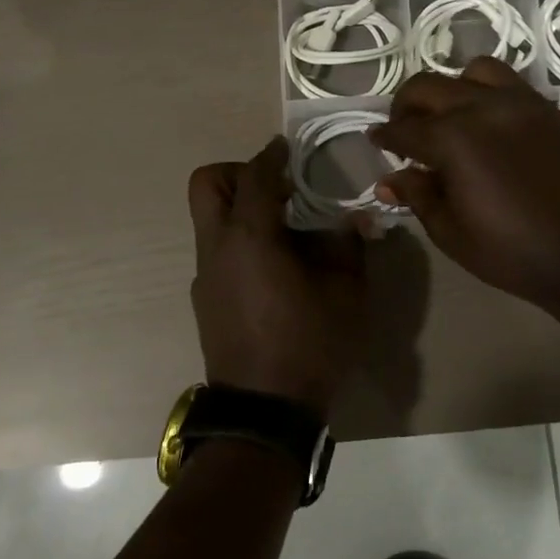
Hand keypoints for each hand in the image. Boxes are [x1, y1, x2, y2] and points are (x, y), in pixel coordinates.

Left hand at [187, 137, 368, 417]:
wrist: (264, 410)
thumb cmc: (309, 345)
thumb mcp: (346, 294)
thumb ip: (349, 247)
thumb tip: (356, 219)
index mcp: (250, 237)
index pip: (254, 176)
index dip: (271, 156)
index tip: (287, 148)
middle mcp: (217, 247)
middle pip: (206, 184)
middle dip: (237, 172)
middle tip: (276, 188)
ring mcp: (204, 273)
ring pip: (208, 218)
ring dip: (238, 208)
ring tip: (282, 230)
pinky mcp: (203, 297)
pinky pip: (216, 249)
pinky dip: (238, 240)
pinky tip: (272, 268)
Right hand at [371, 57, 559, 309]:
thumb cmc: (513, 251)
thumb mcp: (451, 232)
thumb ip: (417, 196)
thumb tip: (389, 178)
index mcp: (452, 139)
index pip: (403, 128)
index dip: (384, 136)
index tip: (375, 141)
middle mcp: (481, 108)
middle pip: (427, 87)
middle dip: (406, 105)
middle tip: (403, 128)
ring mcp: (518, 102)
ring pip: (471, 71)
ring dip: (450, 89)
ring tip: (448, 115)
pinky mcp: (546, 108)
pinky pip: (508, 81)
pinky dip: (486, 90)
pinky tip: (485, 119)